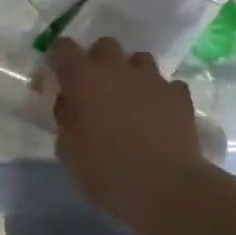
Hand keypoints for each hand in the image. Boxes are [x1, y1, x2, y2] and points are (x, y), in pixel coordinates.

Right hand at [49, 37, 207, 225]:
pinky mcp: (179, 95)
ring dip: (130, 74)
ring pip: (139, 60)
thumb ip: (66, 120)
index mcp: (83, 79)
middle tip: (94, 89)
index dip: (58, 58)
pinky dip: (159, 95)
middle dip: (97, 61)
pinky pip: (166, 85)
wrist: (167, 188)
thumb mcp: (69, 151)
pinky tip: (158, 115)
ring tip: (129, 100)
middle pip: (105, 46)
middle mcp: (117, 69)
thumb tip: (70, 106)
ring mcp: (152, 79)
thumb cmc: (107, 171)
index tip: (56, 77)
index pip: (64, 48)